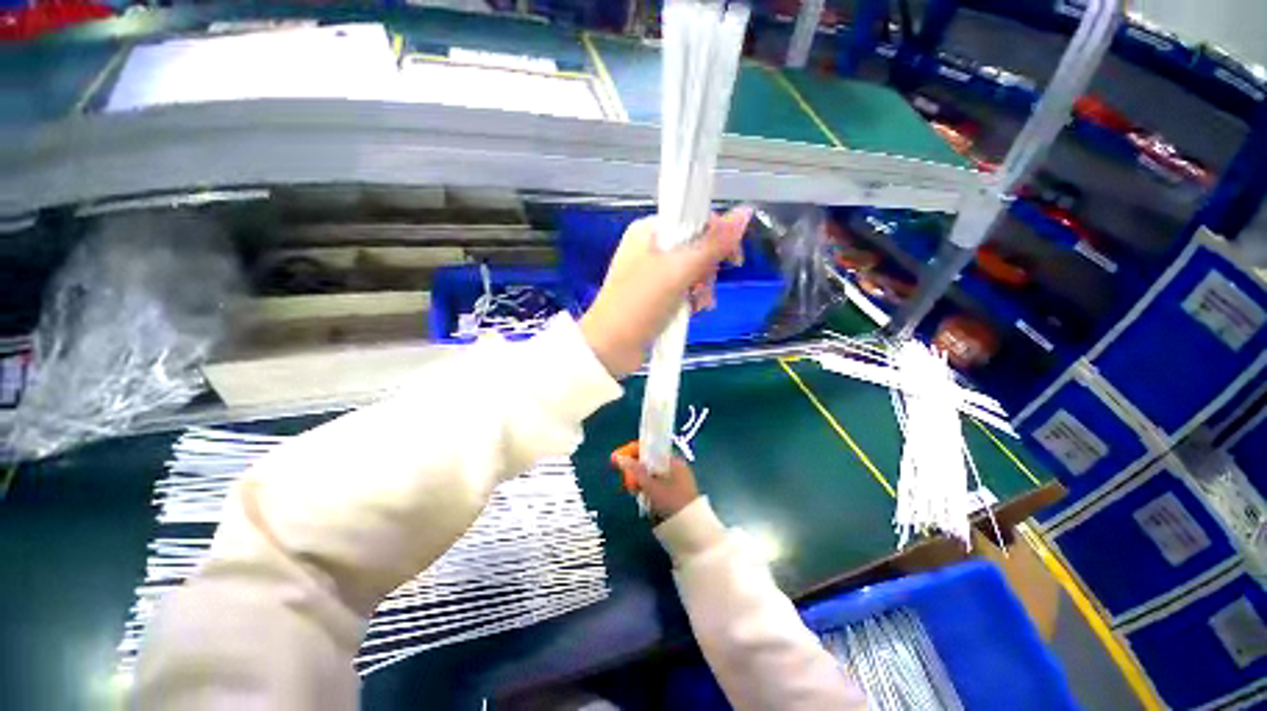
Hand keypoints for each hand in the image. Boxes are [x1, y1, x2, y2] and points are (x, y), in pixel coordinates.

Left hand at [579, 208, 750, 377]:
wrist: (611, 348)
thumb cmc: (639, 305)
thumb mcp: (678, 272)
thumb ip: (712, 244)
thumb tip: (745, 212)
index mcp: (649, 230)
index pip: (694, 218)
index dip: (717, 236)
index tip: (732, 259)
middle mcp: (651, 247)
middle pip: (697, 247)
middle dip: (707, 270)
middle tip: (702, 287)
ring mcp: (652, 273)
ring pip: (693, 271)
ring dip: (702, 289)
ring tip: (697, 305)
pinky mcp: (656, 295)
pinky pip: (684, 290)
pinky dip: (692, 300)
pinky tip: (692, 312)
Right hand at [611, 441, 699, 519]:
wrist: (691, 529)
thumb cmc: (672, 501)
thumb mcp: (651, 486)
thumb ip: (635, 471)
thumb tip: (618, 457)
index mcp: (673, 460)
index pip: (650, 448)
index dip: (633, 451)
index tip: (618, 458)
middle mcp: (674, 467)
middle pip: (649, 462)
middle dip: (634, 469)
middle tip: (626, 480)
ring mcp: (674, 481)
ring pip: (650, 475)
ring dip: (639, 480)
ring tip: (632, 490)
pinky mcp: (672, 494)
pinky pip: (654, 485)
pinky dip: (646, 488)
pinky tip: (640, 497)